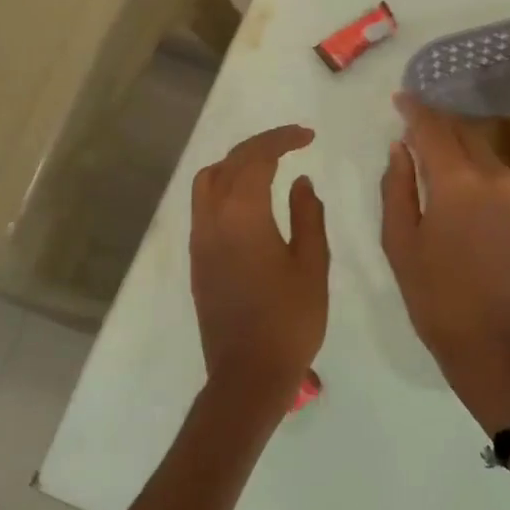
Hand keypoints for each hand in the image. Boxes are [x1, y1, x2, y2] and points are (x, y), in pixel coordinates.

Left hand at [190, 124, 329, 428]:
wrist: (248, 373)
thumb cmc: (290, 320)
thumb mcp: (312, 265)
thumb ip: (308, 216)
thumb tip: (301, 183)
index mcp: (242, 215)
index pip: (256, 158)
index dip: (282, 139)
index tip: (308, 136)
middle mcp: (212, 219)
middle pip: (228, 163)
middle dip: (260, 146)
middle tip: (293, 143)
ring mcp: (199, 240)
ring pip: (207, 182)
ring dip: (235, 164)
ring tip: (268, 168)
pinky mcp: (197, 260)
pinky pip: (204, 206)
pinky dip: (225, 188)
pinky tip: (250, 202)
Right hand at [381, 95, 509, 432]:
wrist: (499, 345)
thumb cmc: (437, 299)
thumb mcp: (401, 243)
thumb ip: (397, 187)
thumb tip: (401, 149)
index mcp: (459, 181)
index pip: (433, 128)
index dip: (414, 110)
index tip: (399, 99)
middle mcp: (495, 175)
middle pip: (463, 132)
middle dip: (437, 122)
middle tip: (412, 123)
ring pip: (483, 149)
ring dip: (458, 141)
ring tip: (431, 148)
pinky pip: (497, 171)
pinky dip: (475, 163)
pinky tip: (458, 177)